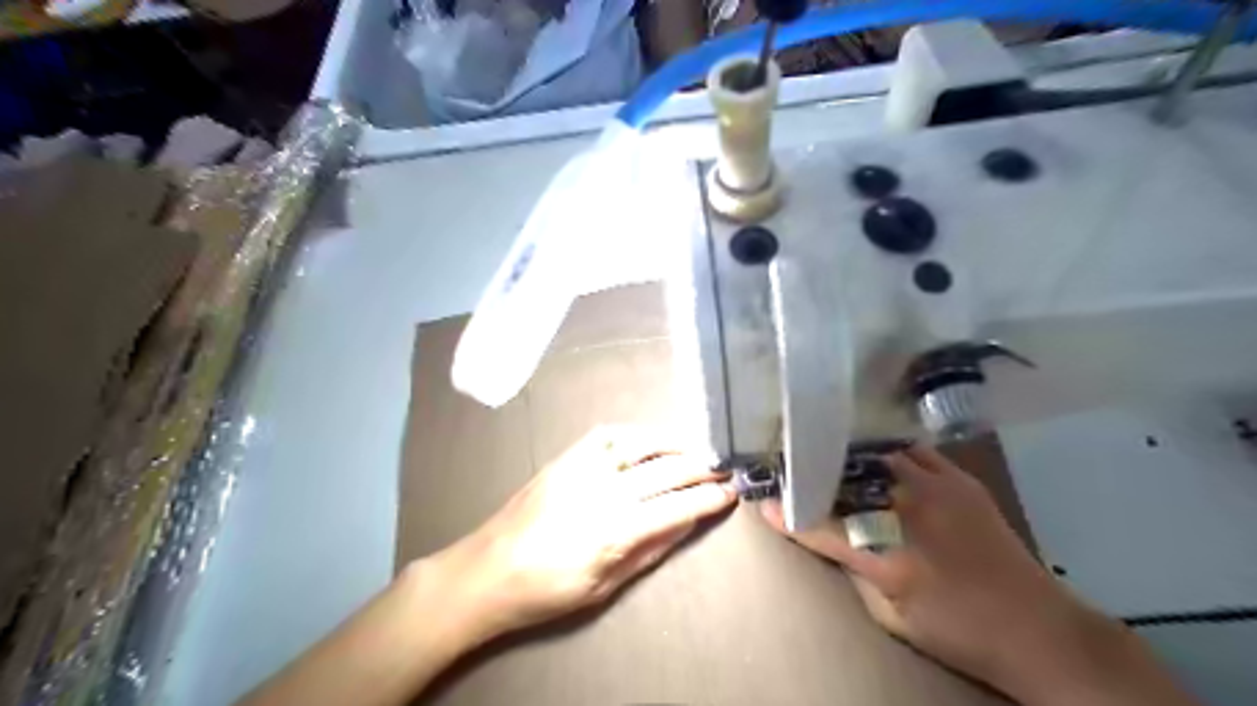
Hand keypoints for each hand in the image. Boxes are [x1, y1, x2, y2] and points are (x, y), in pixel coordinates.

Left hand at [431, 427, 737, 646]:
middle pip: (667, 469)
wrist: (488, 570)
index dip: (709, 499)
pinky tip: (651, 438)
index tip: (731, 493)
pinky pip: (608, 434)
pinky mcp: (566, 457)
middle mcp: (604, 489)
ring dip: (675, 441)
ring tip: (697, 447)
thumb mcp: (604, 586)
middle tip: (724, 468)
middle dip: (702, 467)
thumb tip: (686, 523)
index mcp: (615, 529)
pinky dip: (636, 433)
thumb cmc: (547, 590)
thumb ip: (650, 550)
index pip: (678, 506)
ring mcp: (583, 467)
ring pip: (642, 442)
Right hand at [762, 443, 1191, 703]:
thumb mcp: (890, 616)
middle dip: (811, 472)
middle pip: (845, 481)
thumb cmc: (956, 630)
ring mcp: (937, 489)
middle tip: (787, 463)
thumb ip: (853, 567)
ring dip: (844, 455)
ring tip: (821, 447)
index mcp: (889, 557)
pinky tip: (870, 449)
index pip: (821, 527)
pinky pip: (910, 450)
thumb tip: (828, 533)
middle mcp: (909, 513)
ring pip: (874, 457)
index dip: (787, 512)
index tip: (761, 499)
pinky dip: (885, 450)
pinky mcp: (959, 479)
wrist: (1038, 627)